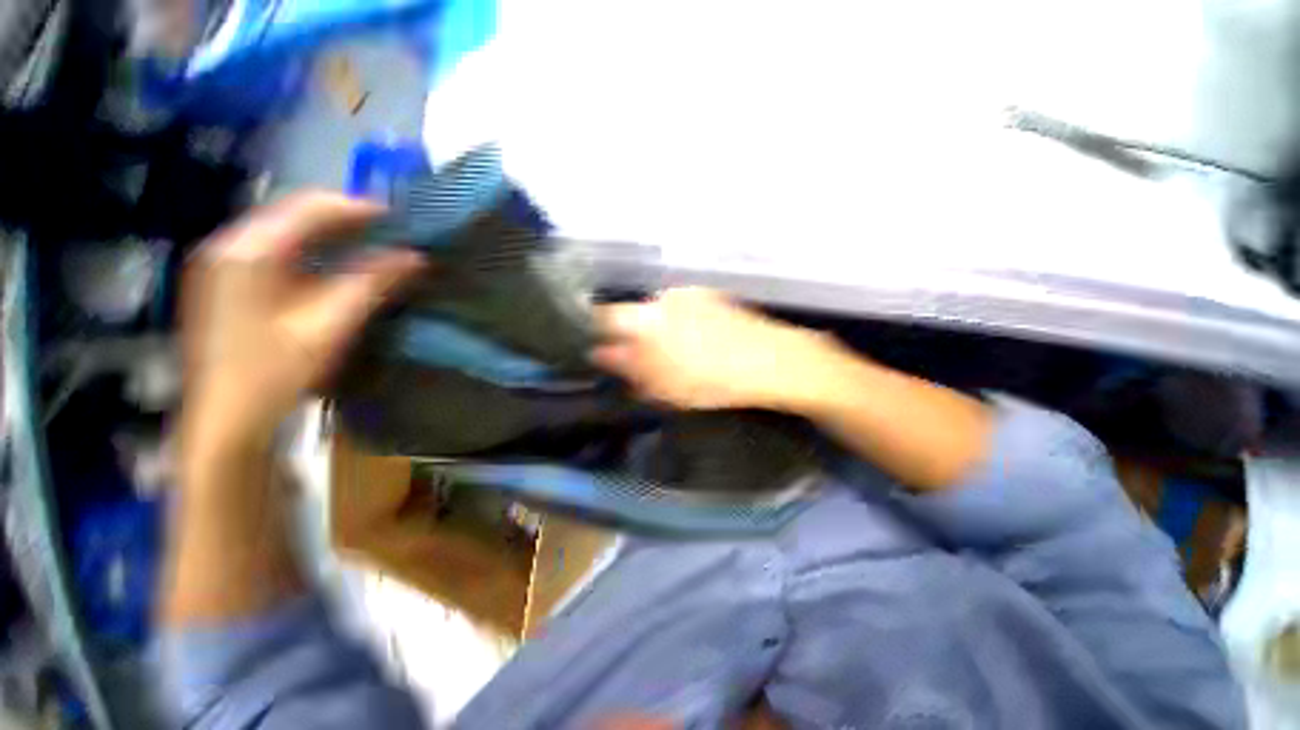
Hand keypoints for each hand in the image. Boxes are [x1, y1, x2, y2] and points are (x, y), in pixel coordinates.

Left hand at [181, 192, 424, 455]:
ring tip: (374, 248)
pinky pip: (277, 252)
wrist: (225, 421)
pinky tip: (337, 268)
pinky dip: (313, 253)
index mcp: (249, 250)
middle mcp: (230, 246)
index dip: (359, 208)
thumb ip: (373, 283)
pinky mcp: (228, 283)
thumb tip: (414, 257)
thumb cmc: (274, 372)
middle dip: (347, 221)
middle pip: (294, 215)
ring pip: (286, 233)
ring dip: (332, 236)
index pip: (309, 207)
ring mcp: (224, 264)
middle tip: (392, 234)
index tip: (401, 219)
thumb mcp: (330, 324)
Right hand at [592, 288, 831, 410]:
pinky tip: (692, 341)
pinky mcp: (705, 295)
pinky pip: (676, 308)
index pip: (605, 317)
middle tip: (637, 360)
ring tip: (671, 354)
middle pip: (629, 313)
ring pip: (654, 311)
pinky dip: (674, 324)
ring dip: (653, 331)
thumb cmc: (715, 380)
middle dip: (626, 335)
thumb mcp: (667, 385)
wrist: (771, 361)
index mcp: (649, 320)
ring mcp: (686, 294)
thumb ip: (629, 367)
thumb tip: (600, 354)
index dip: (596, 331)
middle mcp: (663, 299)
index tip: (597, 347)